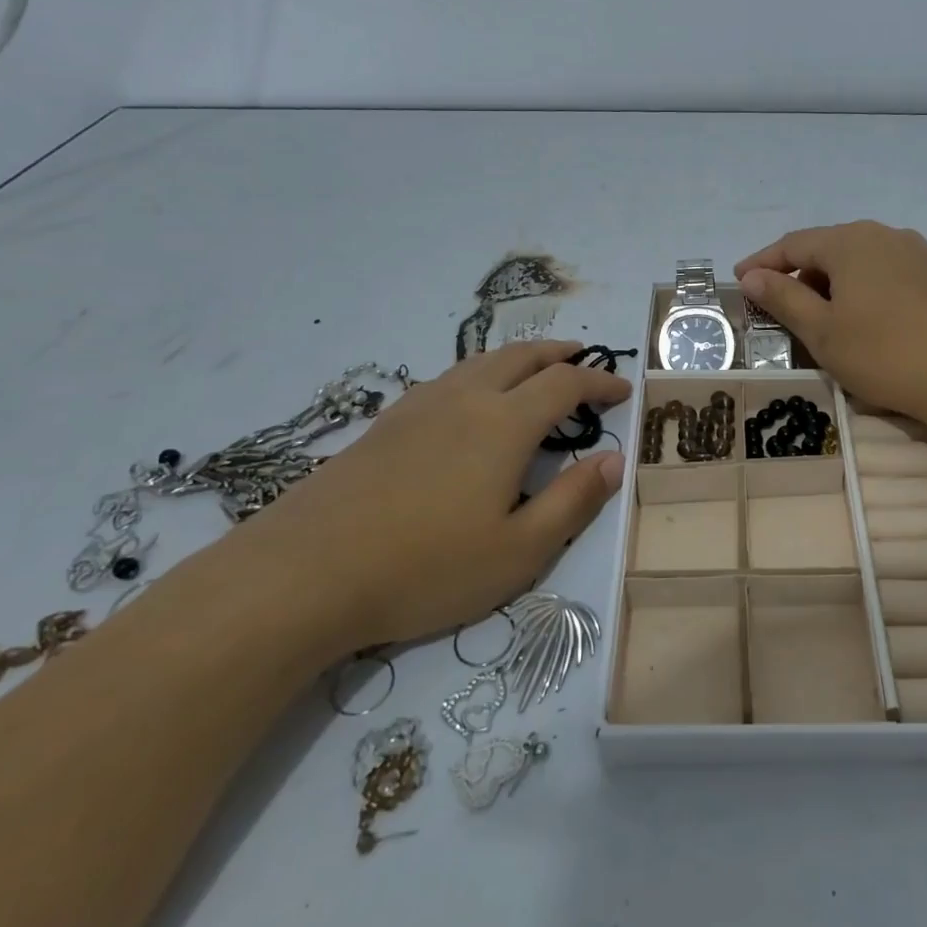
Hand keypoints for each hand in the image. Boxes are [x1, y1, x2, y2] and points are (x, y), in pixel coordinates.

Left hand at [251, 341, 629, 648]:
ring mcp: (419, 407)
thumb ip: (573, 502)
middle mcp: (465, 399)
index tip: (622, 390)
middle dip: (558, 353)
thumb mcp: (518, 551)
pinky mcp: (385, 423)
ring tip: (533, 372)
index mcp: (504, 423)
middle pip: (521, 356)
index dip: (599, 381)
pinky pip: (448, 380)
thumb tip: (613, 462)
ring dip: (518, 359)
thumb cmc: (424, 567)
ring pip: (480, 362)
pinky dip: (479, 375)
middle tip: (582, 359)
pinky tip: (469, 403)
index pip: (565, 383)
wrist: (303, 573)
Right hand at [736, 222, 926, 431]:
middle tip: (777, 308)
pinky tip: (864, 320)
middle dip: (797, 275)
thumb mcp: (824, 331)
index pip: (793, 244)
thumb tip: (752, 276)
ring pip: (859, 262)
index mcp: (850, 241)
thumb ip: (784, 299)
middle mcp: (884, 235)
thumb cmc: (887, 353)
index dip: (762, 263)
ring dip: (831, 285)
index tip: (739, 282)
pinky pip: (886, 274)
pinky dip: (862, 291)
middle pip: (827, 249)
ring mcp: (917, 253)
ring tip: (819, 318)